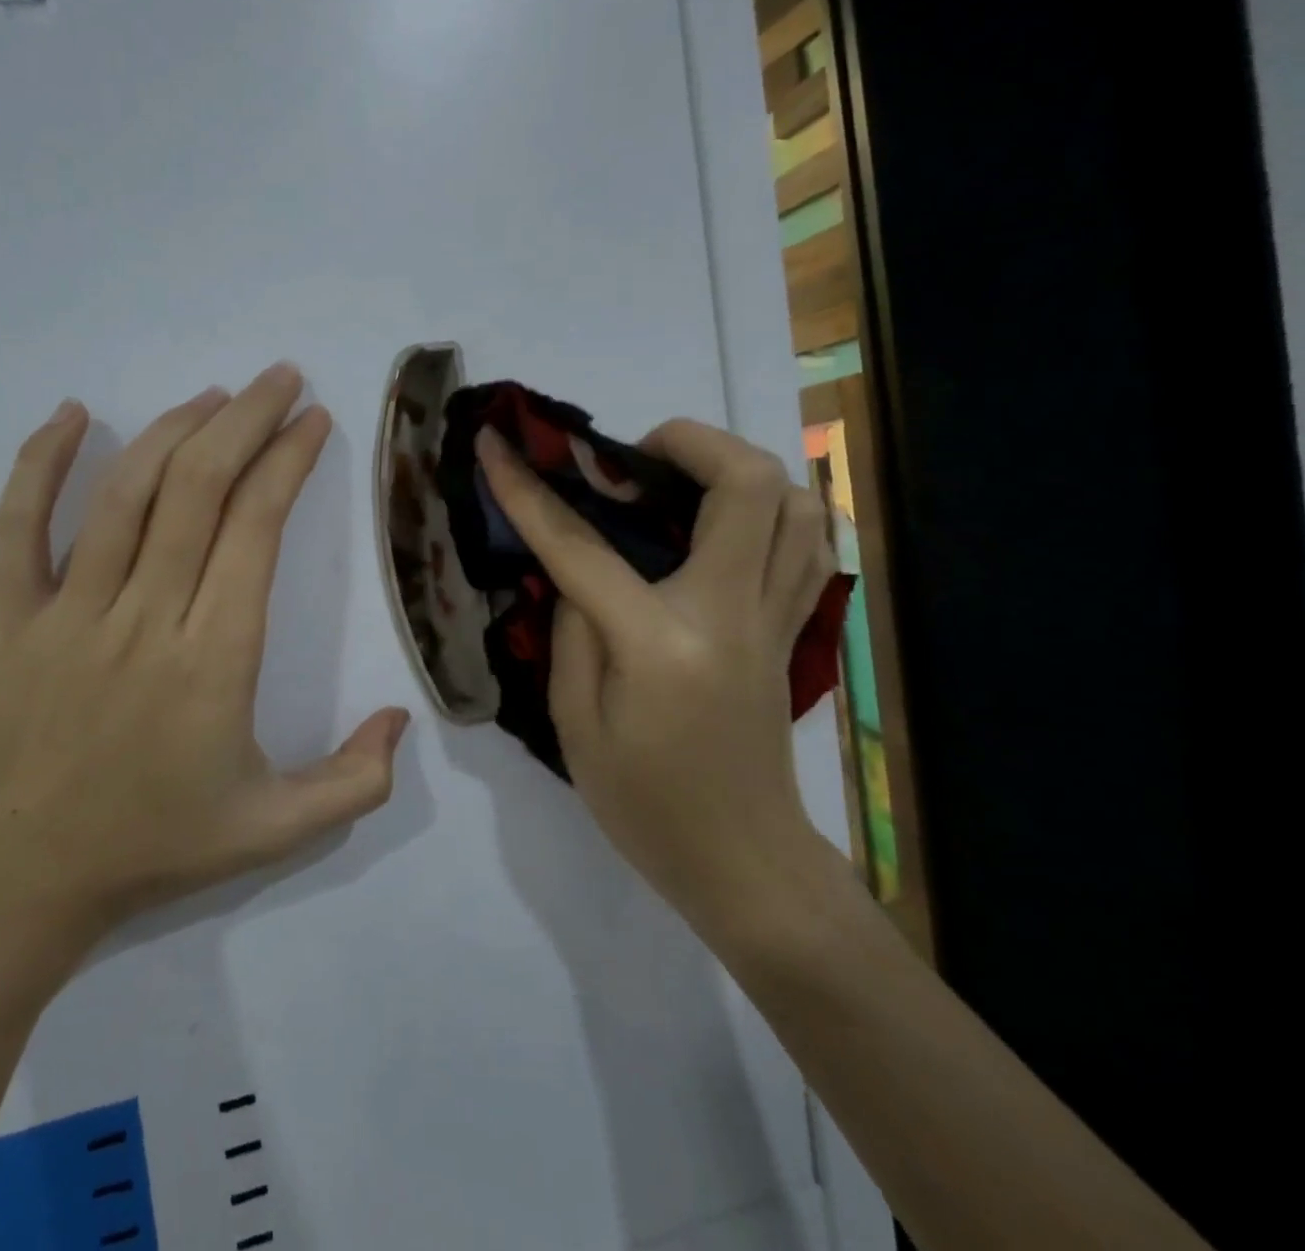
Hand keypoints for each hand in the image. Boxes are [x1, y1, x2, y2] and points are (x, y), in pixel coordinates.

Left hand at [0, 365, 409, 950]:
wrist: (11, 888)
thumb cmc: (147, 852)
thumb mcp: (272, 833)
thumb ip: (352, 782)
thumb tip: (403, 717)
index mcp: (214, 660)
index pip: (256, 529)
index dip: (288, 463)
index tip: (312, 421)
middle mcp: (145, 618)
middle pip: (199, 490)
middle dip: (247, 421)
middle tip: (279, 380)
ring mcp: (66, 613)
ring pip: (125, 494)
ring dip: (174, 429)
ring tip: (213, 396)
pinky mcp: (4, 620)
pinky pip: (17, 524)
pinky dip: (42, 462)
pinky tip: (74, 415)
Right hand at [476, 419, 840, 932]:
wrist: (743, 863)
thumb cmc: (645, 805)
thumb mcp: (575, 725)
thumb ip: (572, 633)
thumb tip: (578, 574)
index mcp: (660, 643)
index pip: (582, 546)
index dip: (527, 490)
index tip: (497, 444)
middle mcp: (731, 613)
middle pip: (746, 485)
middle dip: (688, 441)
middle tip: (631, 458)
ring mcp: (775, 618)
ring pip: (796, 503)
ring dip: (737, 469)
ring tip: (679, 483)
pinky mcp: (793, 631)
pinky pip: (808, 544)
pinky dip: (773, 511)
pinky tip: (726, 524)